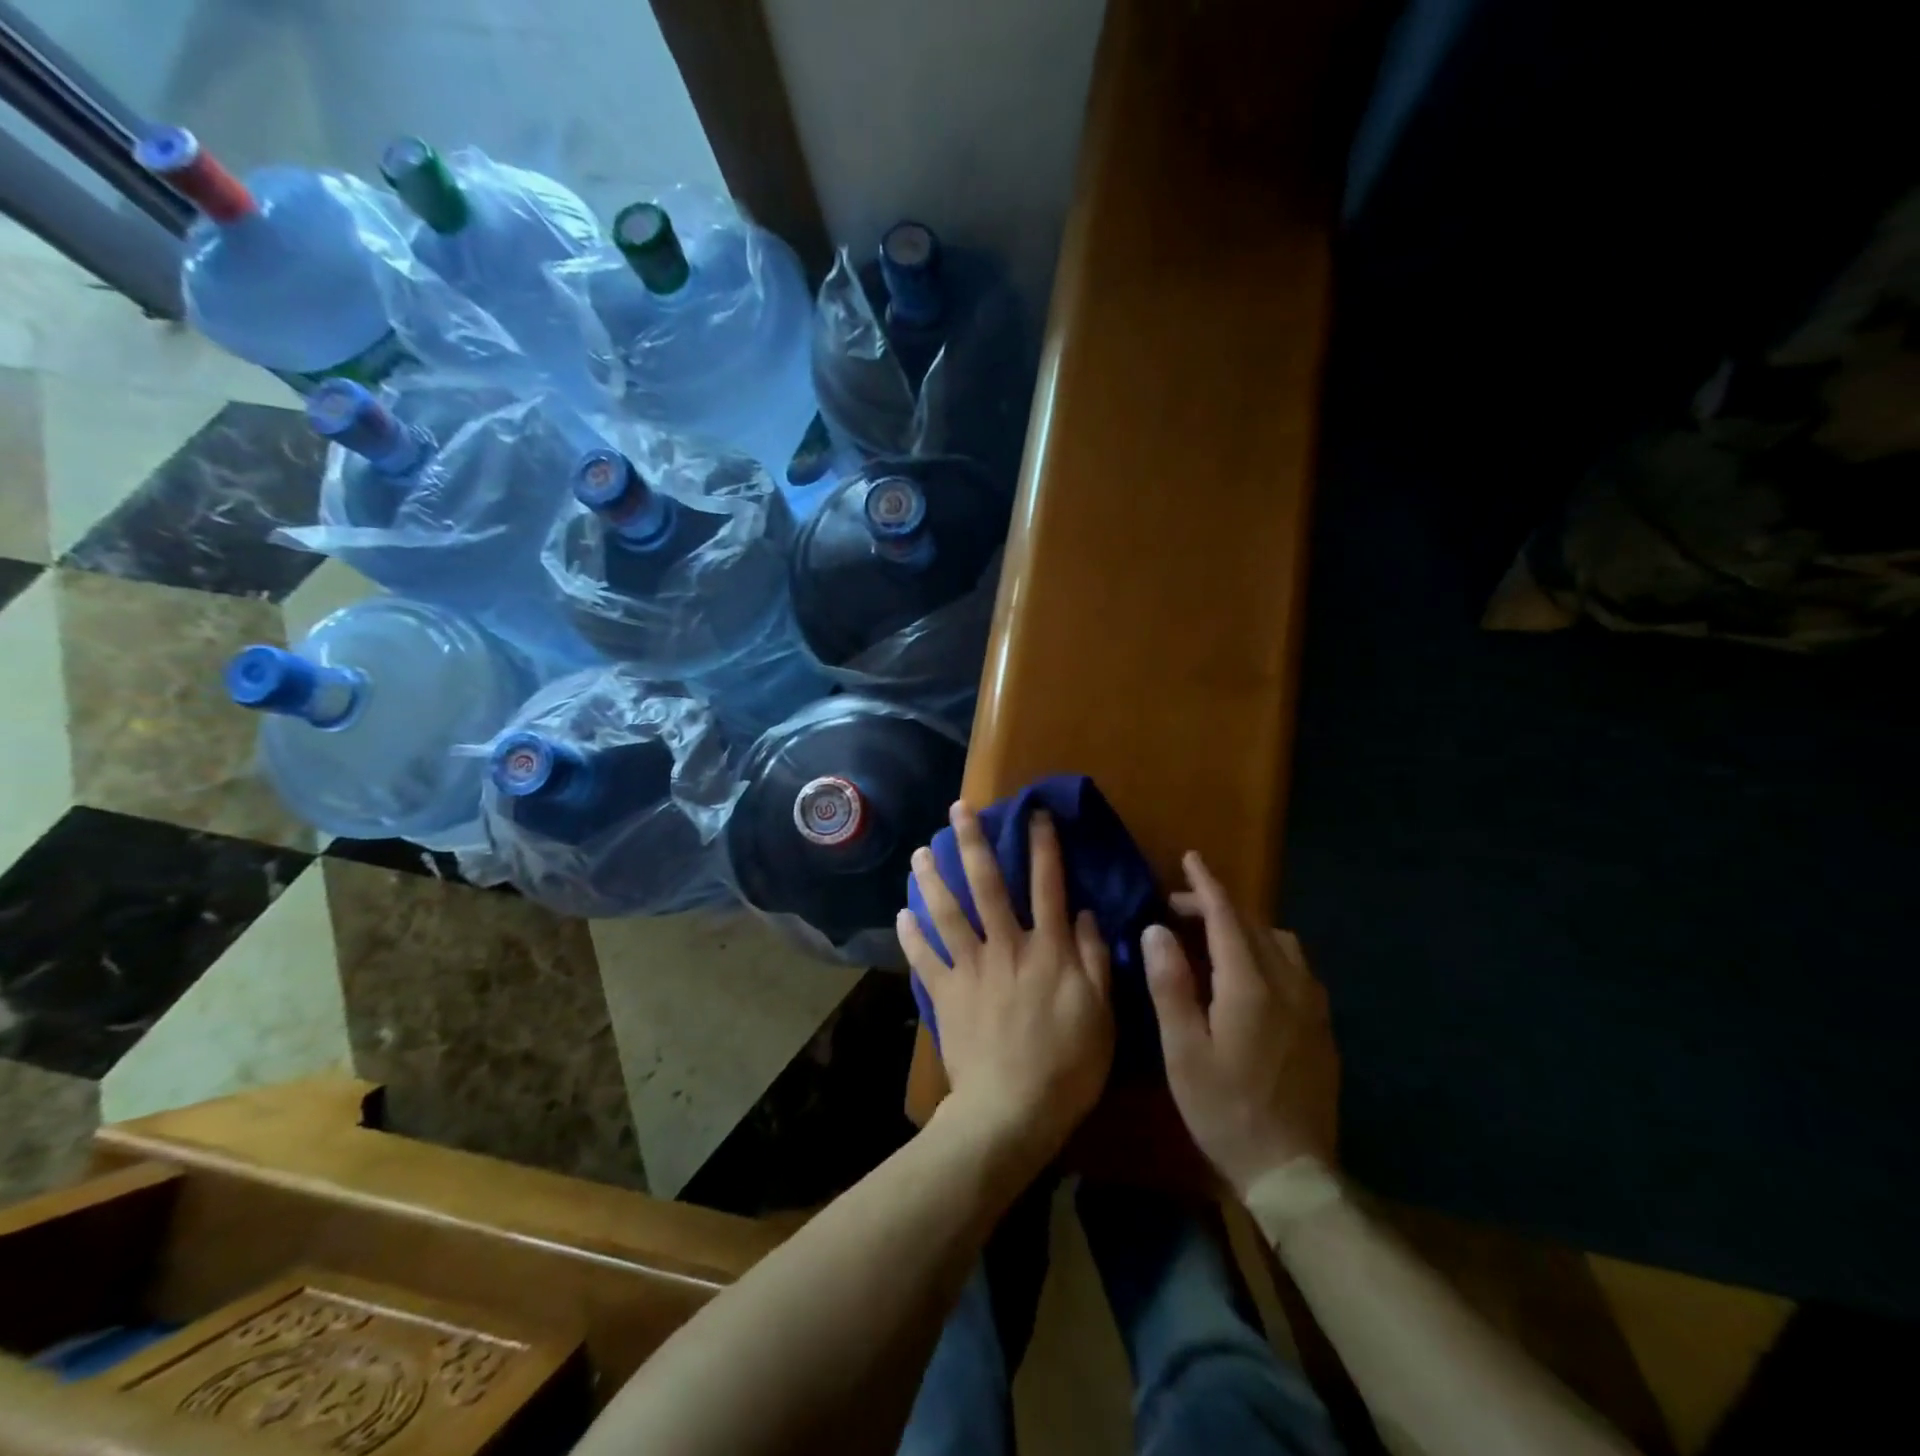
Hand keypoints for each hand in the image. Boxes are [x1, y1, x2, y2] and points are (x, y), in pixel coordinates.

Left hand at [898, 804, 1115, 1174]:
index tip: (1033, 812)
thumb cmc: (1068, 1065)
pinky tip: (901, 914)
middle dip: (972, 842)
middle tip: (956, 809)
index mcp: (1049, 949)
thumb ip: (1095, 959)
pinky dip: (911, 935)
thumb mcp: (1102, 1013)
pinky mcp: (945, 993)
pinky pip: (923, 958)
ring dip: (932, 879)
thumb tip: (1085, 912)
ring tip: (919, 852)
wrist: (1012, 1110)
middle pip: (987, 884)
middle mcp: (1006, 946)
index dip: (1042, 845)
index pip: (1046, 884)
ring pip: (947, 912)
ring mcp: (971, 968)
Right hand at [1143, 852, 1339, 1197]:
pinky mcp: (1322, 1025)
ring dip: (1246, 926)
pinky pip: (1297, 966)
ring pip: (1281, 942)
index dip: (1206, 885)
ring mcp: (1312, 1005)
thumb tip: (1158, 930)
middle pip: (1253, 924)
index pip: (1226, 917)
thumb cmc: (1225, 1109)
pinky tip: (1253, 973)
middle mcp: (1287, 983)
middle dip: (1218, 905)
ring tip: (1215, 937)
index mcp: (1249, 985)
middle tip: (1180, 906)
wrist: (1292, 1170)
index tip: (1191, 859)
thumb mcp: (1183, 1051)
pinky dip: (1269, 950)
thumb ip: (1170, 984)